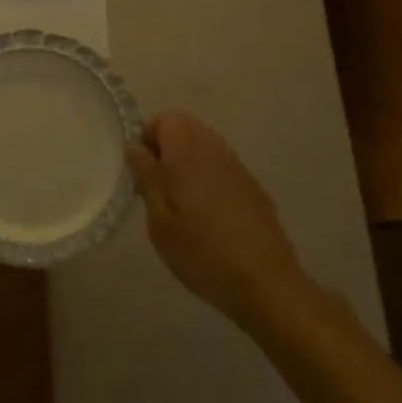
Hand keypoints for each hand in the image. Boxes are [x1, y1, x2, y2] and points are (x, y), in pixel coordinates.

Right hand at [129, 111, 308, 325]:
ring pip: (205, 147)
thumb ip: (146, 177)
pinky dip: (210, 179)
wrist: (265, 283)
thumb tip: (135, 148)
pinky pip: (223, 168)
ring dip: (189, 163)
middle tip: (159, 188)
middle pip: (186, 129)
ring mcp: (238, 167)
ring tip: (183, 204)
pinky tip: (210, 217)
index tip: (143, 172)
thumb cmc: (201, 251)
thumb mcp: (159, 219)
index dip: (148, 139)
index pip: (164, 119)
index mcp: (187, 151)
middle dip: (168, 149)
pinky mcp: (254, 187)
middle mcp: (214, 149)